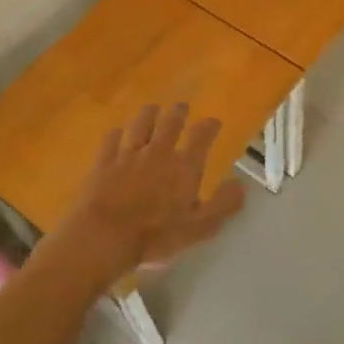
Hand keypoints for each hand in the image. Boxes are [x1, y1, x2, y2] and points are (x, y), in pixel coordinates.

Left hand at [53, 103, 245, 281]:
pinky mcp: (103, 162)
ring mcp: (128, 155)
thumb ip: (222, 205)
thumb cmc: (155, 236)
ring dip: (148, 114)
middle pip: (170, 123)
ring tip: (153, 108)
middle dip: (178, 113)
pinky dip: (117, 133)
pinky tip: (118, 132)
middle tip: (181, 107)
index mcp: (184, 167)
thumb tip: (240, 184)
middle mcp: (158, 152)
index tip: (213, 122)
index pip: (201, 137)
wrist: (103, 236)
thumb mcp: (199, 228)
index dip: (209, 126)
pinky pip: (111, 140)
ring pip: (140, 125)